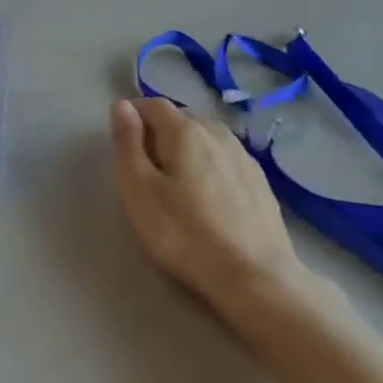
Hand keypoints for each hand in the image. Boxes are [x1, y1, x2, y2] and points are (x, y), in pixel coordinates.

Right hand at [109, 98, 319, 325]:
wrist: (256, 278)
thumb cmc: (185, 233)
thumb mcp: (139, 189)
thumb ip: (127, 142)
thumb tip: (122, 105)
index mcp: (185, 131)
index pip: (153, 104)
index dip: (133, 114)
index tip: (123, 140)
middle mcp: (217, 133)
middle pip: (181, 118)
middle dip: (160, 131)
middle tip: (146, 166)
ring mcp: (244, 156)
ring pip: (206, 137)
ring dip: (187, 147)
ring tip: (176, 180)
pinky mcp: (260, 181)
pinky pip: (225, 158)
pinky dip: (210, 164)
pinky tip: (208, 194)